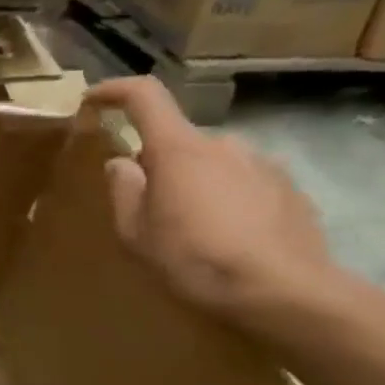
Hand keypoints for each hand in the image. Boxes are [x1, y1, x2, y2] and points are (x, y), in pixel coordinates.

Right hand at [86, 77, 342, 324]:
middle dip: (158, 165)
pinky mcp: (291, 190)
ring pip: (213, 164)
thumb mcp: (135, 232)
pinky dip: (227, 201)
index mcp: (179, 149)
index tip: (93, 101)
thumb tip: (122, 163)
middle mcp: (224, 144)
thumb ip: (124, 190)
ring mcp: (263, 165)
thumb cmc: (194, 259)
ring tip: (191, 229)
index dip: (115, 91)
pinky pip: (244, 184)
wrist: (285, 293)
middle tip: (147, 207)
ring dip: (195, 184)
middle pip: (178, 141)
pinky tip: (227, 239)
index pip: (145, 96)